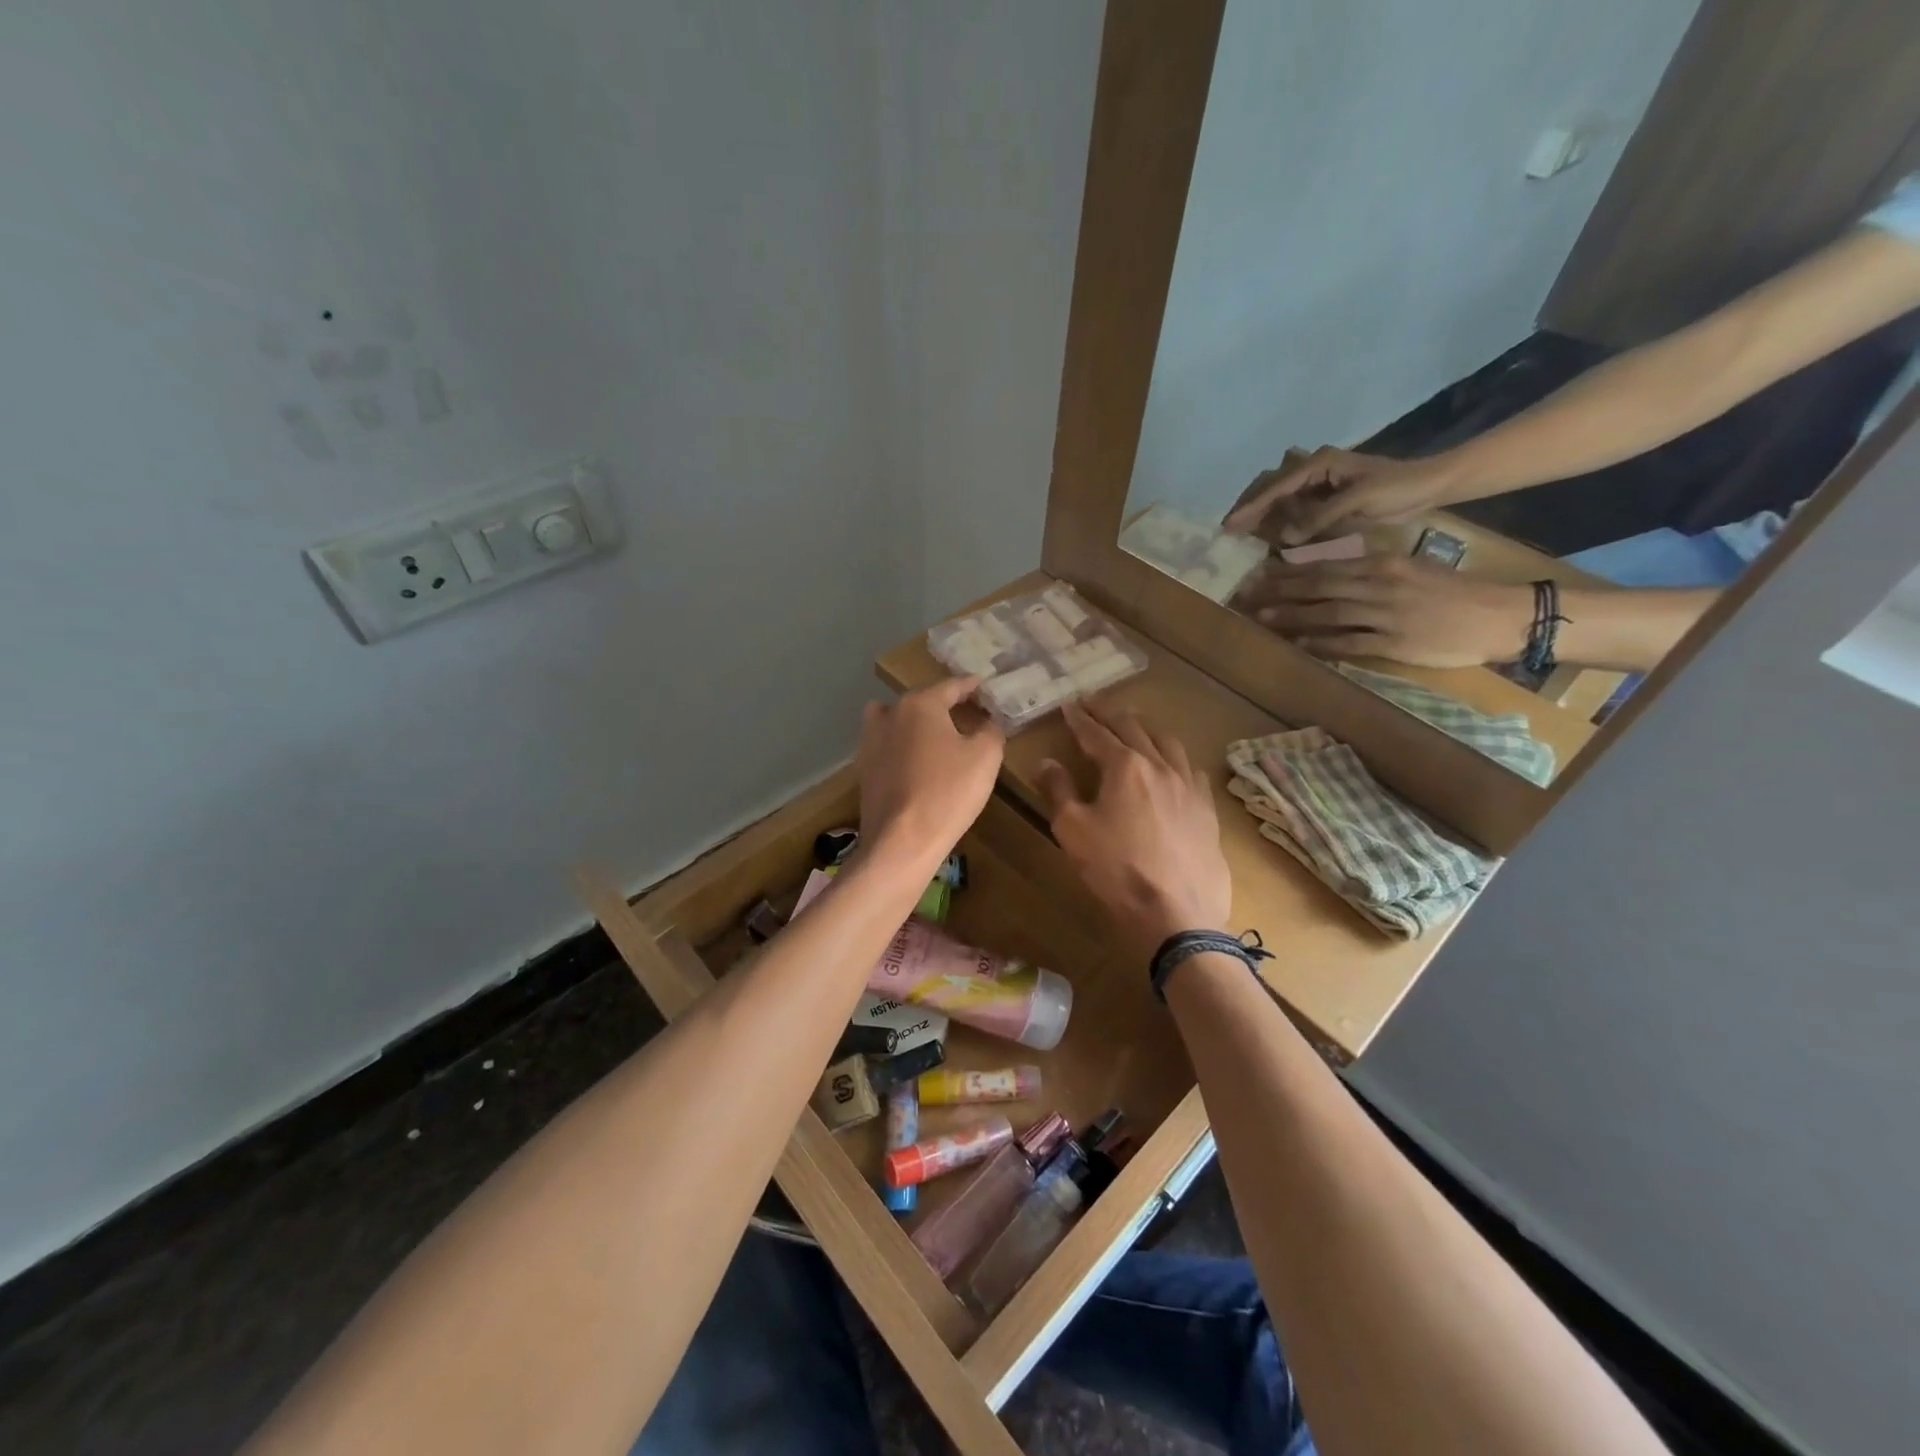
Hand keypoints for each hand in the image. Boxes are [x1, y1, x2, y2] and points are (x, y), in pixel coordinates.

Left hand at [858, 678, 1005, 861]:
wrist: (902, 840)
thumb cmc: (948, 792)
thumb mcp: (985, 757)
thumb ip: (991, 730)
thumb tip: (988, 723)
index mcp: (920, 704)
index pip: (951, 686)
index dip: (971, 686)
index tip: (984, 686)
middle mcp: (890, 713)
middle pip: (921, 700)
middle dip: (944, 704)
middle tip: (967, 713)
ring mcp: (870, 741)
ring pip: (896, 720)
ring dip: (915, 722)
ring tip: (935, 736)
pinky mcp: (863, 768)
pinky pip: (887, 746)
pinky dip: (902, 747)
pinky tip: (916, 763)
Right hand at [1035, 704, 1231, 959]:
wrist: (1177, 912)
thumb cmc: (1117, 869)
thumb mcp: (1074, 830)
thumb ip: (1058, 790)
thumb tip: (1046, 762)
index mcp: (1125, 766)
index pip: (1097, 733)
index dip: (1080, 719)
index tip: (1069, 705)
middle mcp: (1160, 765)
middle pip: (1134, 728)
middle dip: (1110, 713)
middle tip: (1095, 703)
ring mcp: (1189, 786)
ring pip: (1168, 743)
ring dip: (1146, 728)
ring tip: (1135, 724)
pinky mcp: (1207, 809)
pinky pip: (1191, 769)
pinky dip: (1174, 757)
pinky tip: (1172, 765)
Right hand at [1224, 447, 1458, 544]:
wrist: (1429, 486)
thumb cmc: (1398, 487)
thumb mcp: (1359, 500)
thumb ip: (1320, 516)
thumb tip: (1284, 537)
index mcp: (1319, 463)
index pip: (1276, 485)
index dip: (1252, 507)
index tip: (1229, 525)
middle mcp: (1313, 469)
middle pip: (1270, 487)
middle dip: (1250, 507)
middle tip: (1230, 531)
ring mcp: (1318, 483)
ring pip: (1279, 497)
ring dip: (1262, 515)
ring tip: (1243, 535)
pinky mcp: (1325, 497)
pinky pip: (1294, 508)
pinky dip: (1280, 521)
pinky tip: (1270, 536)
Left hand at [1241, 556, 1532, 667]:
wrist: (1498, 615)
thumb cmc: (1452, 592)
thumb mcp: (1410, 569)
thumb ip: (1371, 572)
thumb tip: (1332, 576)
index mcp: (1382, 565)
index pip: (1325, 567)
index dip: (1288, 573)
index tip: (1259, 575)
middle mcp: (1379, 586)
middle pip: (1318, 588)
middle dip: (1278, 592)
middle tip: (1245, 596)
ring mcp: (1386, 615)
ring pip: (1328, 613)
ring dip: (1291, 617)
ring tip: (1260, 619)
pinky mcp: (1394, 643)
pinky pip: (1350, 643)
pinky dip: (1322, 644)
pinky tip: (1298, 645)